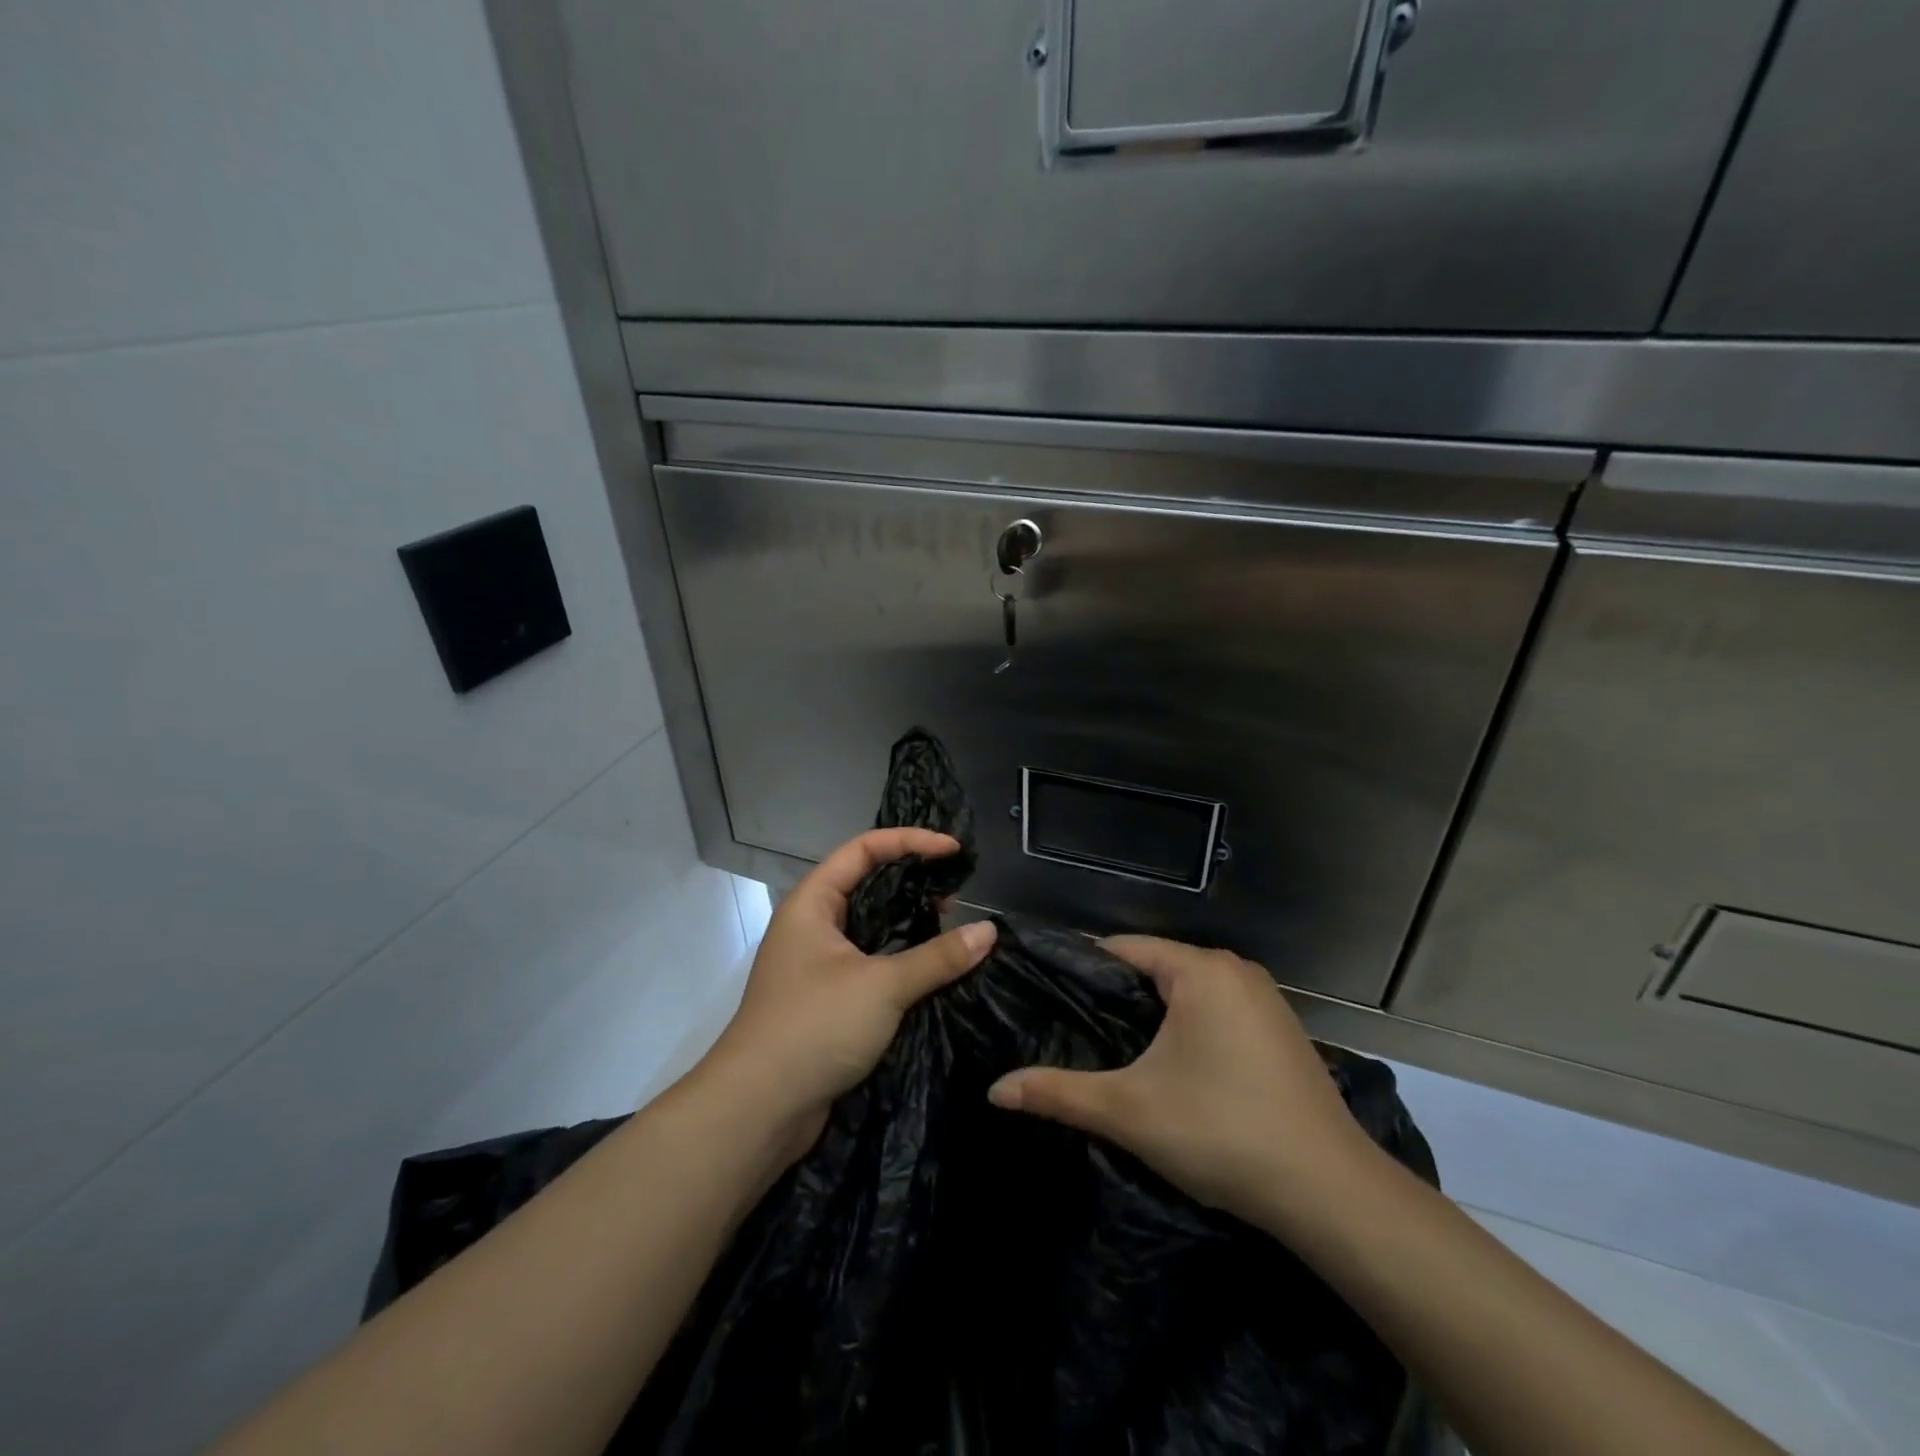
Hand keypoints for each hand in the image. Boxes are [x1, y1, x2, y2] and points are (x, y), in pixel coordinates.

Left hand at [696, 829, 996, 1163]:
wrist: (758, 1110)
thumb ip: (938, 957)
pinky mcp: (828, 1000)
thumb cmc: (814, 1026)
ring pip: (872, 929)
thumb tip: (989, 931)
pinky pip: (871, 965)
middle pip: (868, 886)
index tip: (953, 851)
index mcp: (813, 903)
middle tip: (957, 896)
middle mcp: (813, 926)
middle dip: (913, 884)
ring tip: (954, 931)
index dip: (910, 841)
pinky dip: (902, 962)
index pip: (863, 849)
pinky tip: (935, 972)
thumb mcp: (882, 985)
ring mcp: (818, 965)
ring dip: (910, 927)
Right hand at [986, 936, 1375, 1228]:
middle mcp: (1236, 970)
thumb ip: (1058, 1093)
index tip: (1049, 997)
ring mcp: (1266, 1000)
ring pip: (1189, 991)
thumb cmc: (1222, 1132)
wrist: (1332, 1194)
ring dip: (1155, 1015)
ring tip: (1115, 1049)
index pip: (1123, 949)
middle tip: (1075, 1030)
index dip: (1083, 970)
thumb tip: (993, 1090)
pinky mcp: (1282, 1031)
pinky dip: (1190, 1028)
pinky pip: (1218, 1011)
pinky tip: (1174, 1067)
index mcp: (1200, 970)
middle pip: (1157, 968)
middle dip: (1118, 997)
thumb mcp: (1129, 1111)